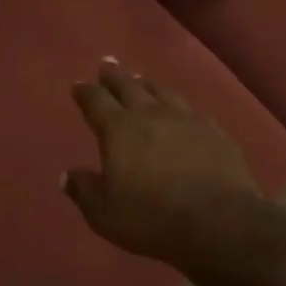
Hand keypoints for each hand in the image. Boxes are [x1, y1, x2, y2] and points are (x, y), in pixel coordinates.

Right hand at [64, 59, 264, 263]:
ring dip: (148, 84)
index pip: (96, 101)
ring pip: (162, 92)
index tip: (79, 85)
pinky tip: (184, 112)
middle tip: (108, 64)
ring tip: (142, 80)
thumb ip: (84, 191)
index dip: (85, 92)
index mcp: (119, 130)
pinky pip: (193, 112)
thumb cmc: (152, 218)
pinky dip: (182, 108)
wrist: (219, 222)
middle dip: (115, 76)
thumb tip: (66, 175)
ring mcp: (186, 120)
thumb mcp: (105, 213)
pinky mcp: (214, 132)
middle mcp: (150, 115)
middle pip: (129, 86)